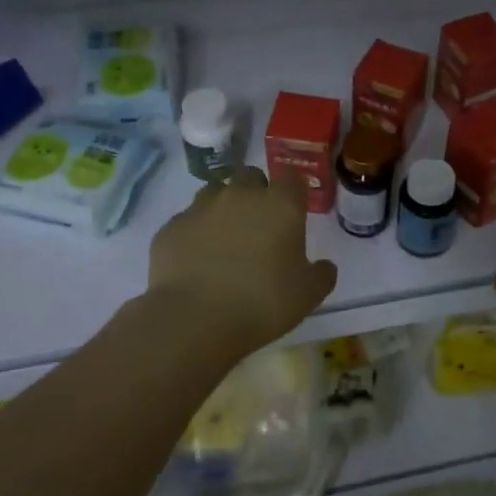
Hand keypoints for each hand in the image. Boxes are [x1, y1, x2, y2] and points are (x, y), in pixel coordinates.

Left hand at [147, 168, 337, 353]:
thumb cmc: (262, 302)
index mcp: (280, 205)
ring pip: (216, 193)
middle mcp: (241, 196)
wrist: (194, 319)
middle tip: (259, 224)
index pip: (291, 177)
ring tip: (225, 240)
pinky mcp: (171, 227)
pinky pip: (188, 221)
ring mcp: (201, 208)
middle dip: (256, 192)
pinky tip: (196, 260)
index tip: (293, 209)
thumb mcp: (308, 295)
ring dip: (223, 208)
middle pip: (251, 176)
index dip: (292, 190)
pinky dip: (195, 233)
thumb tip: (324, 266)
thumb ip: (321, 275)